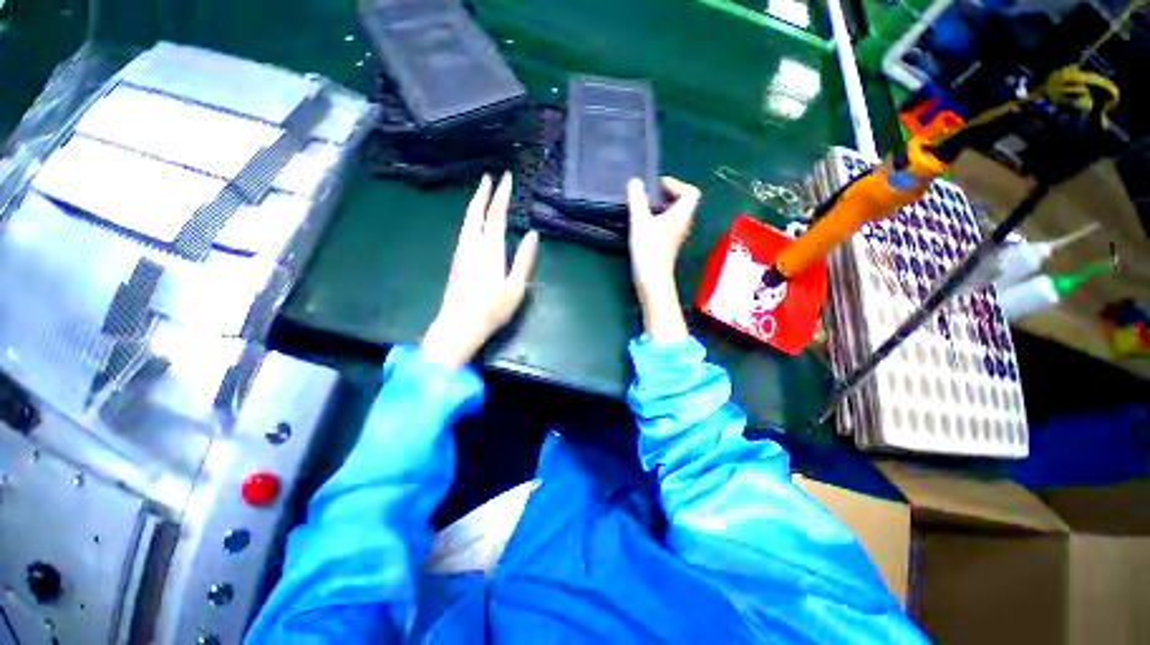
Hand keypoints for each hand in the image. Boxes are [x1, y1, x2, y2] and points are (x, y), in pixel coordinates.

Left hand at [422, 173, 539, 367]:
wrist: (458, 326)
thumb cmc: (492, 310)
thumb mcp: (515, 288)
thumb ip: (524, 260)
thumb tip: (533, 234)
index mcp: (490, 251)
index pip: (496, 215)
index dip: (502, 195)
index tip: (507, 178)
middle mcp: (473, 246)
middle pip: (476, 213)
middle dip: (483, 193)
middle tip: (489, 177)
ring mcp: (461, 253)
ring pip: (467, 221)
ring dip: (475, 203)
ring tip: (482, 193)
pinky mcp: (456, 261)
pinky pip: (464, 231)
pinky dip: (470, 218)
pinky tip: (474, 221)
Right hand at [627, 176, 699, 343]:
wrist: (652, 279)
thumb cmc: (649, 250)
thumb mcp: (640, 223)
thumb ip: (638, 201)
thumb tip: (635, 182)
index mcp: (682, 215)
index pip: (691, 193)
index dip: (677, 184)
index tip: (659, 185)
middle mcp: (684, 224)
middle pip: (684, 203)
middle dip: (668, 194)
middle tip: (650, 194)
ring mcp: (677, 235)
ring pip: (675, 215)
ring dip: (662, 207)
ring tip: (645, 207)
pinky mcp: (669, 244)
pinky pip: (669, 225)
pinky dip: (660, 219)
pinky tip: (645, 224)